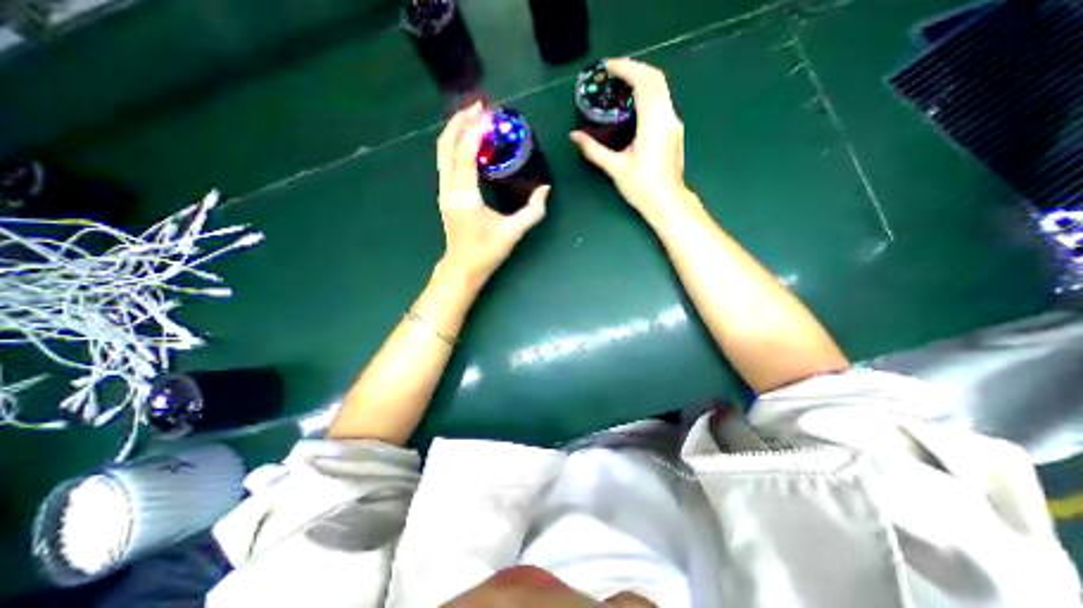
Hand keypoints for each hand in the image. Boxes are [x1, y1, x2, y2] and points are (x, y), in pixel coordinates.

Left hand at [435, 102, 550, 283]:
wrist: (463, 268)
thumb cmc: (486, 252)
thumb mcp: (513, 232)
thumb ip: (533, 211)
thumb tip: (546, 190)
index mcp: (465, 196)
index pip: (465, 154)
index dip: (476, 132)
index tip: (490, 115)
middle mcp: (449, 188)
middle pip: (446, 146)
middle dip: (459, 122)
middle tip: (479, 107)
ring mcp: (444, 191)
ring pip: (442, 152)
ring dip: (455, 132)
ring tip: (472, 118)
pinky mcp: (446, 195)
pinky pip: (446, 162)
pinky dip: (454, 146)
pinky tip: (467, 142)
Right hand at [571, 58, 697, 224]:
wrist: (667, 202)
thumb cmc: (641, 187)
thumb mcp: (615, 168)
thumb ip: (593, 150)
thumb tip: (574, 136)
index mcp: (653, 123)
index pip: (644, 82)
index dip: (626, 68)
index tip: (608, 66)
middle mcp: (667, 117)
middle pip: (655, 78)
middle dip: (634, 68)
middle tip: (613, 72)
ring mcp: (673, 123)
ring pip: (661, 88)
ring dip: (642, 79)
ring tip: (621, 84)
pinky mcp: (674, 130)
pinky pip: (662, 100)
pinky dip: (648, 92)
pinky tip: (634, 103)